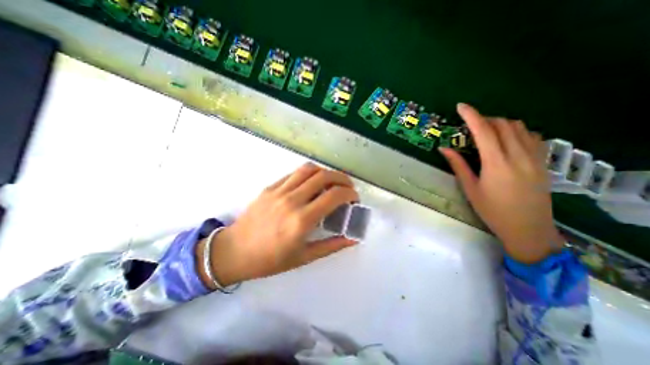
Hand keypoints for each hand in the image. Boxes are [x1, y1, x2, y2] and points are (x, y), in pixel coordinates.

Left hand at [198, 162, 360, 287]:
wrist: (234, 251)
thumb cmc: (270, 259)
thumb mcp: (304, 257)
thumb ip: (332, 246)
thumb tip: (352, 238)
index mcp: (302, 220)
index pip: (334, 195)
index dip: (349, 193)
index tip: (354, 198)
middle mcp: (292, 200)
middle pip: (324, 176)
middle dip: (342, 178)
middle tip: (348, 187)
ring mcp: (279, 191)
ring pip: (309, 169)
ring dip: (326, 172)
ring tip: (332, 182)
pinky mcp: (270, 187)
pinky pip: (294, 173)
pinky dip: (309, 174)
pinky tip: (312, 183)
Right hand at [442, 103, 564, 262]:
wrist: (528, 228)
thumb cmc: (492, 210)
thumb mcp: (470, 188)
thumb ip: (458, 165)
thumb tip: (443, 148)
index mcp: (496, 163)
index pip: (484, 131)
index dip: (471, 115)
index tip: (461, 106)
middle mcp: (518, 155)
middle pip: (503, 124)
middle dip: (484, 119)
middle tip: (469, 125)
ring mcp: (535, 157)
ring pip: (519, 127)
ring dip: (500, 123)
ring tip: (486, 131)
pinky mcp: (543, 161)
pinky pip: (532, 136)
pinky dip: (517, 130)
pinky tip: (507, 139)